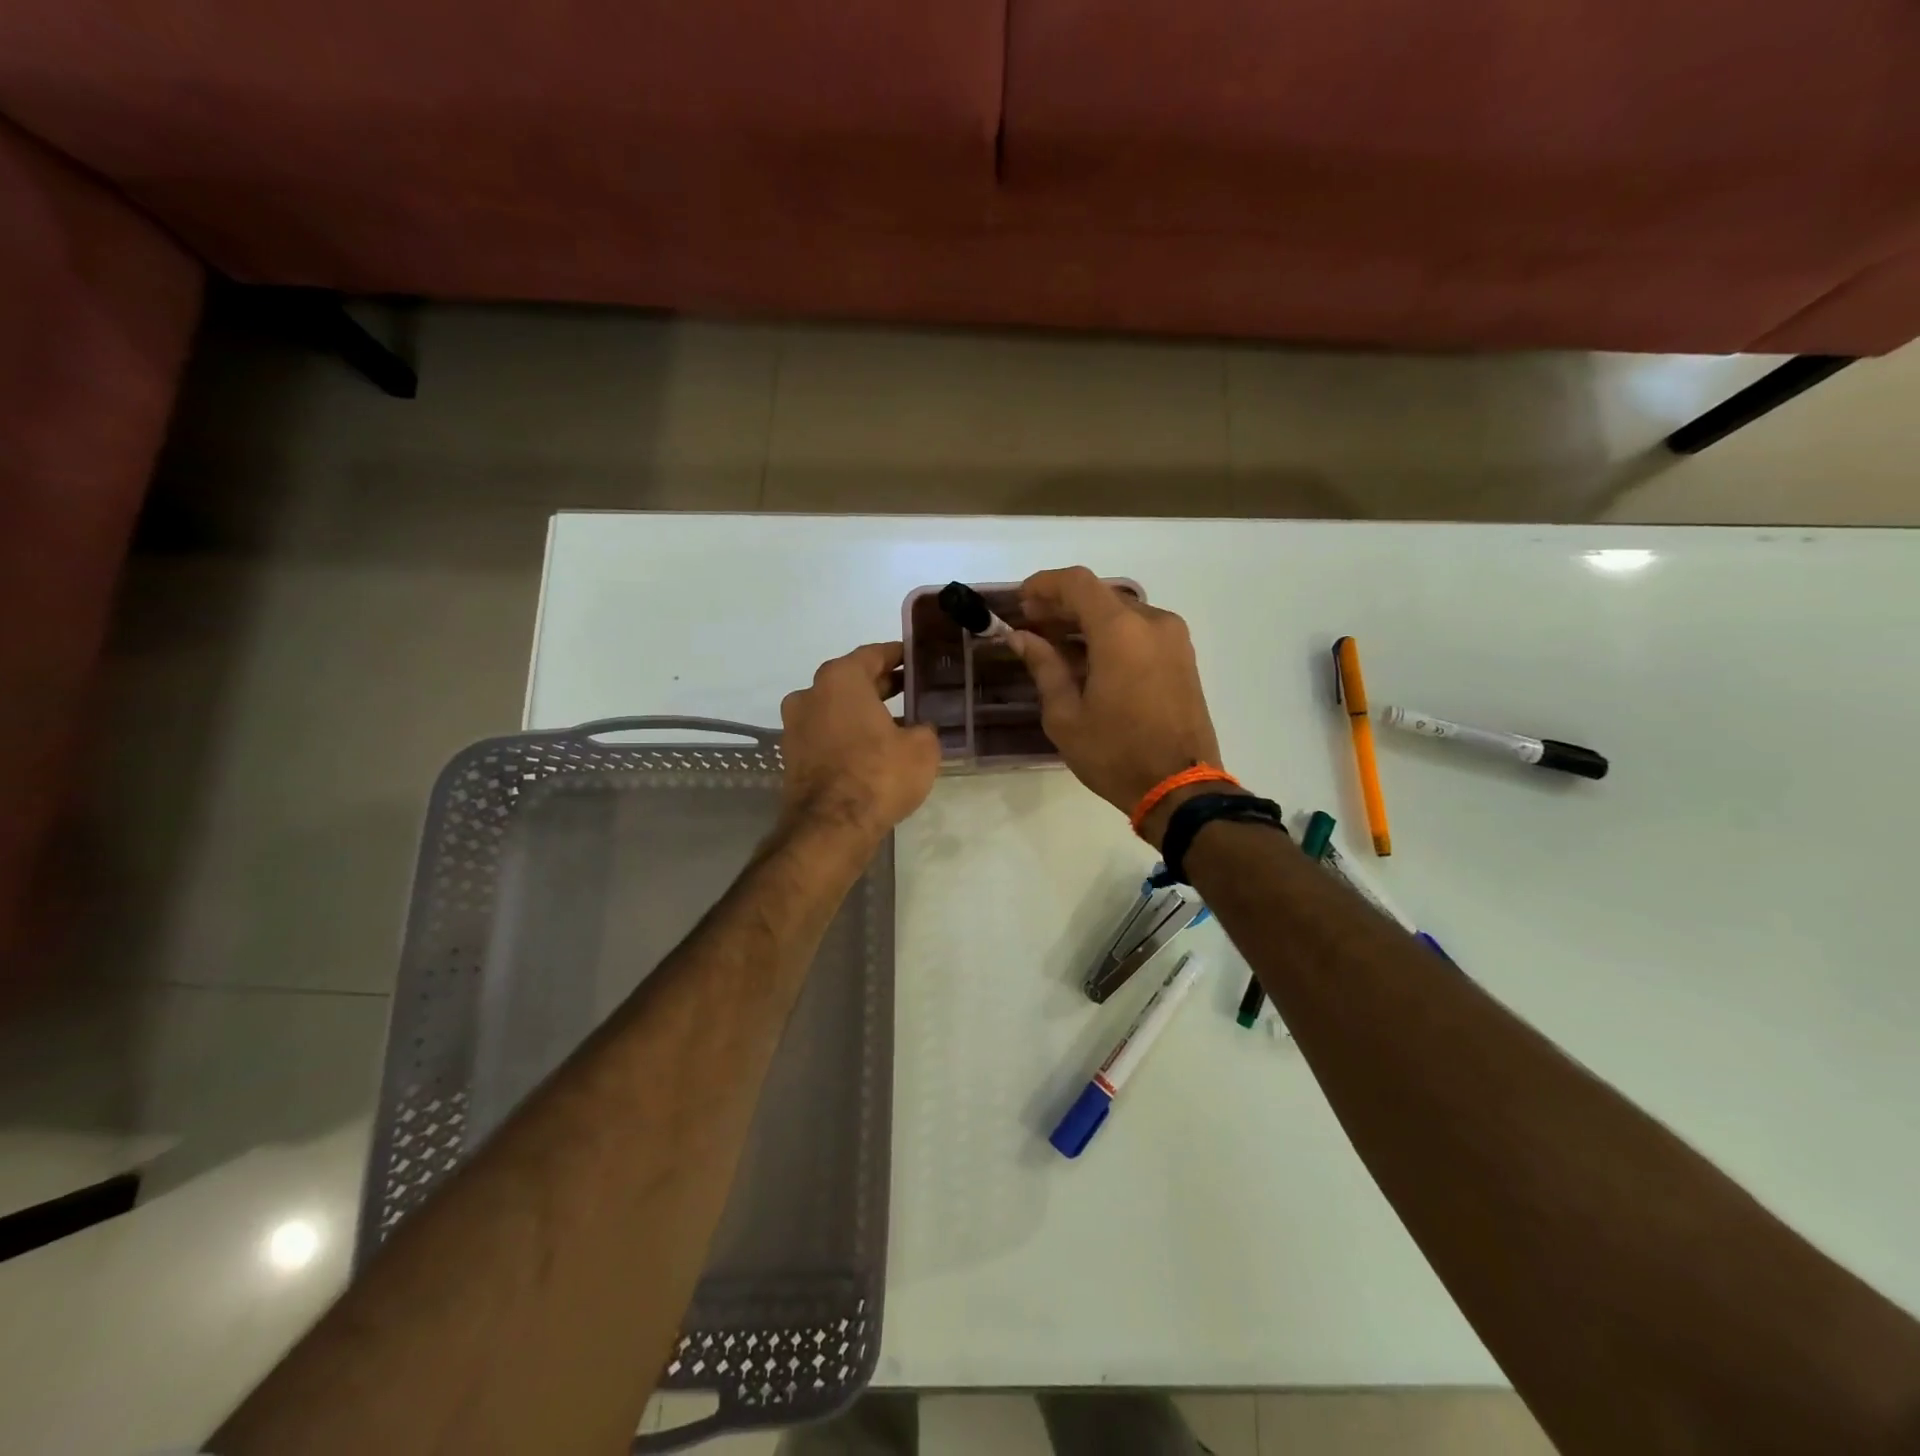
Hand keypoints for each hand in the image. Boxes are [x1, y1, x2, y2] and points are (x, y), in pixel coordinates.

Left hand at [779, 642, 940, 844]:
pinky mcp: (793, 755)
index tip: (916, 659)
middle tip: (912, 689)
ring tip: (898, 722)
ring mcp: (796, 726)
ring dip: (864, 711)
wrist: (831, 827)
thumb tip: (918, 729)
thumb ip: (924, 728)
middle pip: (852, 681)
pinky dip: (849, 734)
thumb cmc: (879, 774)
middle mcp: (810, 694)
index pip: (873, 654)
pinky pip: (827, 733)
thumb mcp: (922, 747)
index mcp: (840, 679)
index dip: (898, 655)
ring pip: (837, 708)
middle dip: (882, 685)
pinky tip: (874, 749)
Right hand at [1006, 567, 1228, 840]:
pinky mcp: (1183, 658)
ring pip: (1122, 612)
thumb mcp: (1065, 715)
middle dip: (1063, 604)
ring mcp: (1174, 639)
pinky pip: (1140, 631)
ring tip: (1055, 644)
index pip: (1078, 583)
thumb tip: (1021, 637)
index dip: (1044, 585)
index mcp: (1121, 631)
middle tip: (1031, 624)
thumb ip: (1043, 666)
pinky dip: (1111, 635)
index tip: (1020, 601)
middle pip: (1101, 595)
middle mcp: (1153, 622)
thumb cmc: (1115, 754)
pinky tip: (1088, 659)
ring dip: (1087, 620)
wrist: (1180, 789)